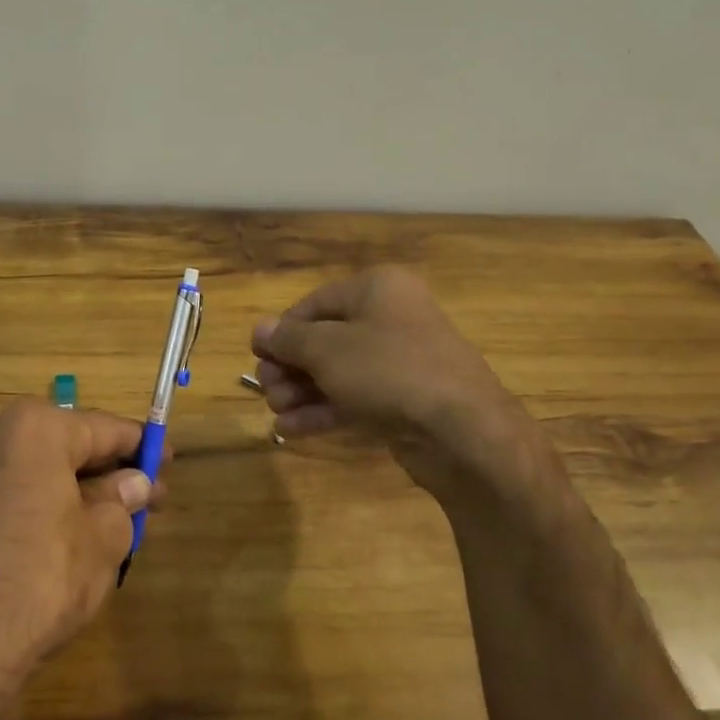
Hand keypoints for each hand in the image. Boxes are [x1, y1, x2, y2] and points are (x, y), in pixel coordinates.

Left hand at [0, 400, 159, 682]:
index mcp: (35, 428)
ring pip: (41, 470)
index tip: (168, 461)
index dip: (142, 446)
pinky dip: (48, 504)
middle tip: (149, 496)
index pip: (103, 428)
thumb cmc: (43, 576)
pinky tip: (73, 534)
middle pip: (69, 446)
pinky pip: (16, 492)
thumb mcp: (103, 537)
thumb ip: (122, 501)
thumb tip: (134, 484)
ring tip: (117, 520)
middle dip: (110, 471)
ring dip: (79, 490)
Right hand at [252, 266, 541, 507]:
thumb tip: (259, 329)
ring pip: (337, 372)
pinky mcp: (402, 400)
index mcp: (377, 289)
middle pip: (325, 339)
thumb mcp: (328, 349)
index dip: (282, 330)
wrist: (462, 430)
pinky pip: (354, 398)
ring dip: (301, 391)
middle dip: (290, 366)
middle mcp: (390, 319)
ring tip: (275, 411)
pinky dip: (323, 411)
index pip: (315, 303)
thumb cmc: (388, 370)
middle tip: (266, 389)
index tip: (257, 355)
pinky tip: (290, 429)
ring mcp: (399, 362)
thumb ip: (289, 339)